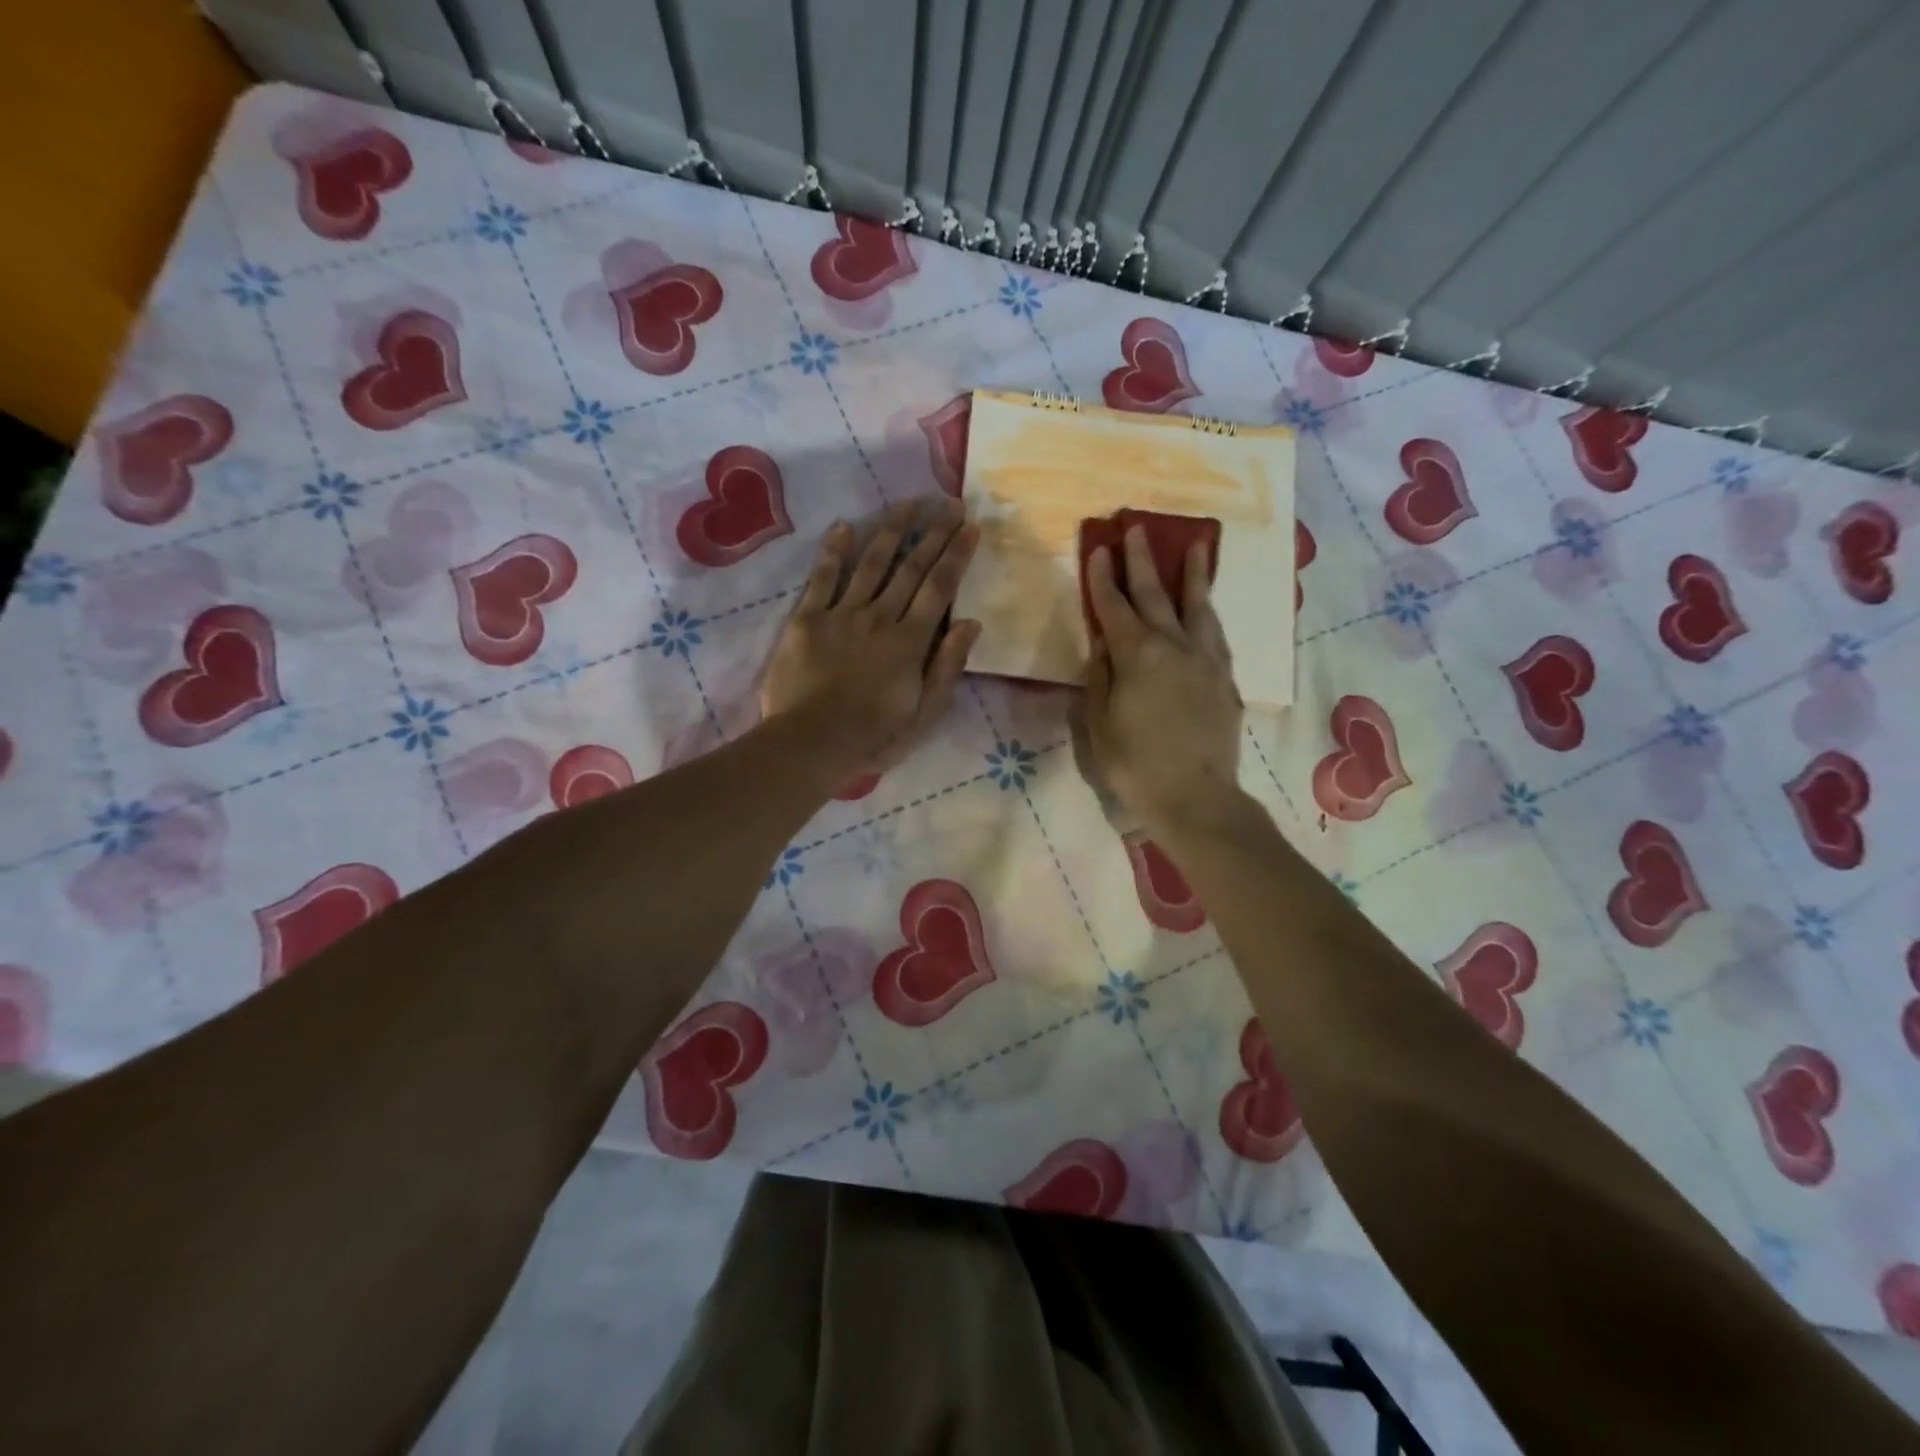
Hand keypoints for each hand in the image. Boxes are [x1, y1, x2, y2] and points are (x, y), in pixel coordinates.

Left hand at [759, 497, 981, 776]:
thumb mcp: (924, 714)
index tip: (969, 526)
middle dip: (932, 533)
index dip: (956, 555)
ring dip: (890, 530)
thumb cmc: (874, 737)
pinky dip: (834, 552)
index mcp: (911, 641)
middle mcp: (880, 617)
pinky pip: (822, 579)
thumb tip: (970, 623)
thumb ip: (947, 667)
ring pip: (871, 563)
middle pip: (910, 568)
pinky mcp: (807, 620)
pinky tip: (844, 526)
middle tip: (948, 502)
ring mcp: (842, 615)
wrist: (811, 743)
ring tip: (907, 503)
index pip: (939, 588)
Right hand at [1082, 523, 1244, 834]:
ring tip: (1194, 544)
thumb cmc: (1135, 765)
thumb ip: (1099, 678)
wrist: (1196, 798)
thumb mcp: (1099, 723)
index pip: (1114, 607)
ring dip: (1192, 573)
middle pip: (1155, 594)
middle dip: (1142, 560)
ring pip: (1197, 606)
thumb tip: (1103, 644)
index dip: (1102, 577)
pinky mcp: (1224, 678)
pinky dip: (1208, 611)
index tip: (1098, 547)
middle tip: (1136, 527)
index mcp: (1137, 656)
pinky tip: (1206, 606)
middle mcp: (1174, 646)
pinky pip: (1215, 632)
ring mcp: (1205, 660)